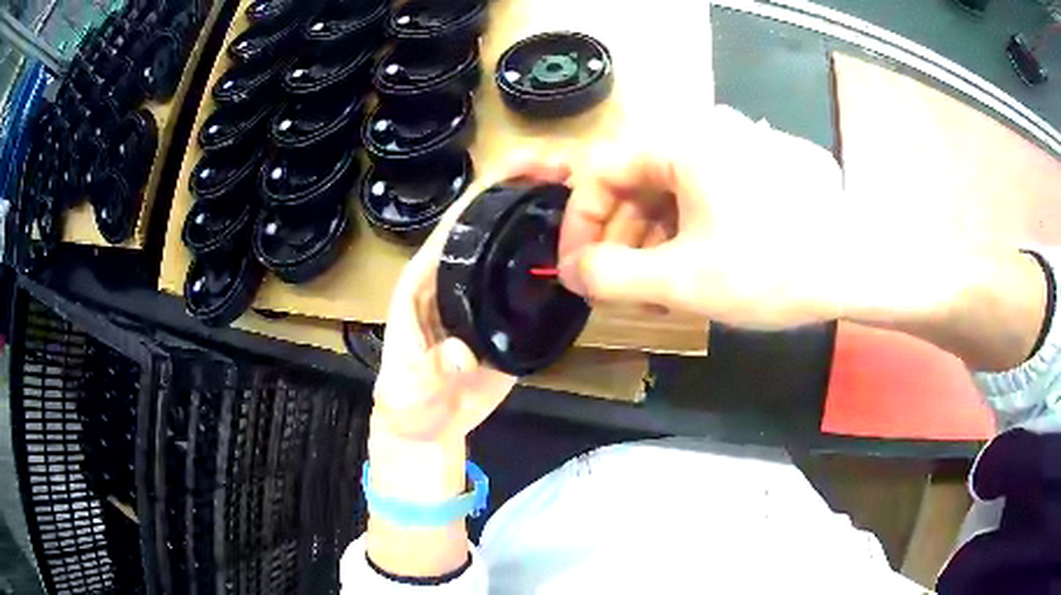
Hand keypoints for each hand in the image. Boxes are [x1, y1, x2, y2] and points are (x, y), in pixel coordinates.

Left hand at [364, 158, 571, 577]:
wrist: (429, 428)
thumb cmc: (408, 402)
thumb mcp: (412, 388)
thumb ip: (433, 371)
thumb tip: (464, 355)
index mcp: (425, 278)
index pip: (457, 221)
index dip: (491, 188)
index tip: (530, 162)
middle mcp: (455, 275)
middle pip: (490, 219)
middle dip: (526, 186)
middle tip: (572, 166)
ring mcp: (483, 293)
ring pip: (513, 243)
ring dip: (544, 215)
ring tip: (587, 193)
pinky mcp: (505, 315)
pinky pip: (530, 278)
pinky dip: (553, 256)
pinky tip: (584, 243)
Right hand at [556, 105, 850, 328]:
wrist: (858, 267)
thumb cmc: (771, 268)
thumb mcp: (682, 282)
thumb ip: (611, 277)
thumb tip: (573, 272)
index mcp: (679, 142)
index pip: (600, 171)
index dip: (579, 224)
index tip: (578, 270)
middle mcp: (704, 130)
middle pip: (637, 180)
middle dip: (618, 239)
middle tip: (616, 289)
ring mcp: (737, 145)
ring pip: (671, 189)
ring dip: (652, 239)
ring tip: (654, 290)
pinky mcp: (760, 166)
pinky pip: (705, 192)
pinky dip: (687, 229)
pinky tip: (694, 267)